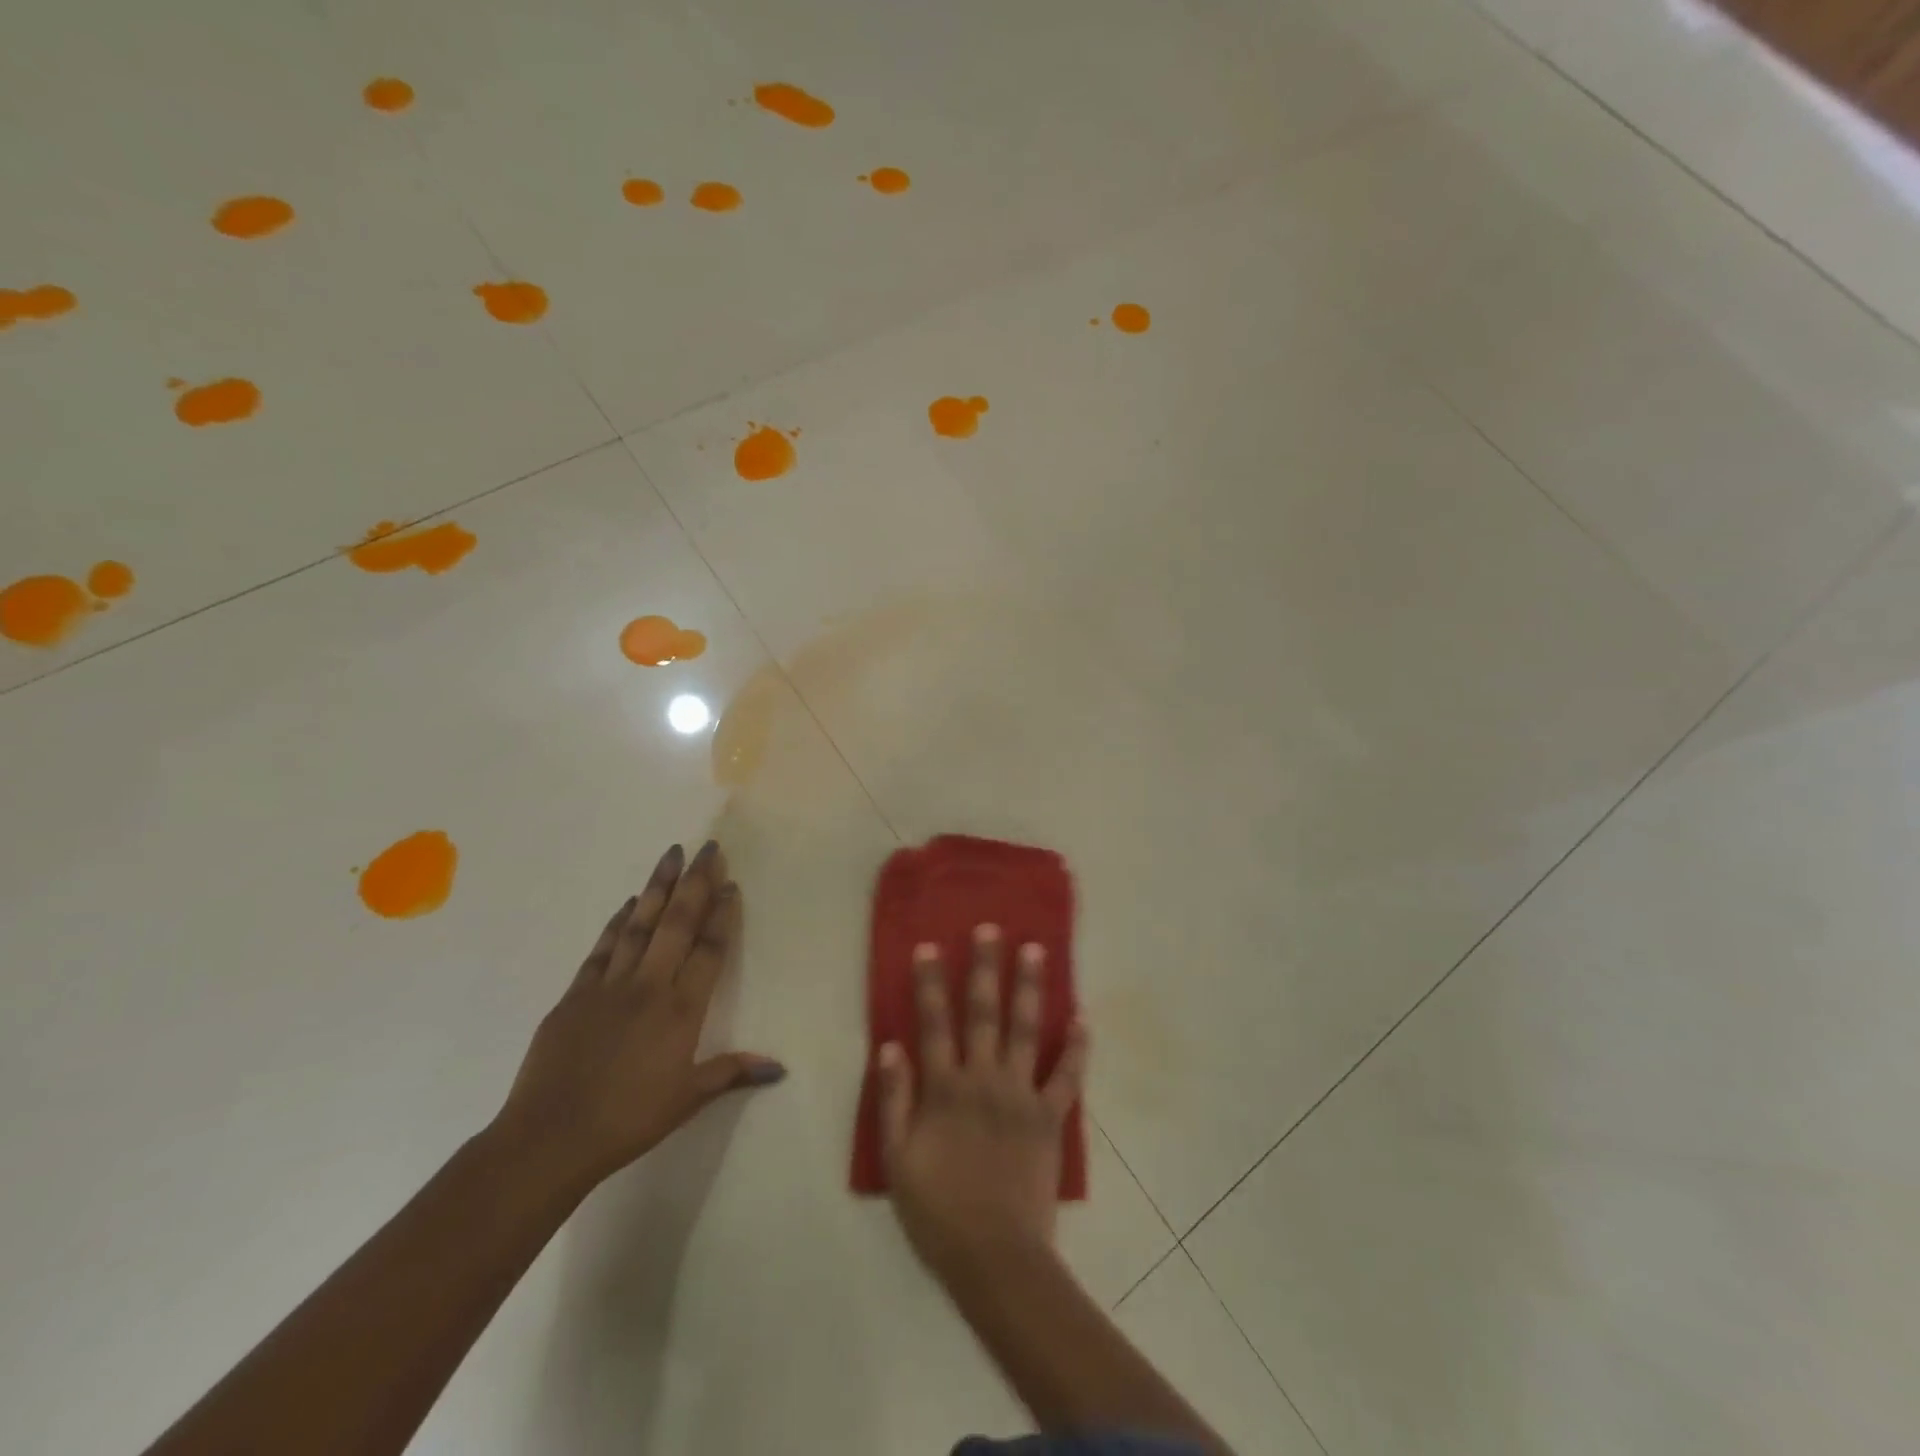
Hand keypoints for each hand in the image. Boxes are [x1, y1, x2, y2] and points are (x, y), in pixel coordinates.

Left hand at [490, 841, 784, 1192]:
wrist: (549, 1137)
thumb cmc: (628, 1120)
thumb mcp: (687, 1099)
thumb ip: (732, 1072)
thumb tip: (780, 1068)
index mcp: (681, 1010)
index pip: (709, 949)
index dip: (722, 914)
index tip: (730, 883)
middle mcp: (648, 986)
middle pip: (676, 923)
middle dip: (695, 882)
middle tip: (708, 847)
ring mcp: (609, 986)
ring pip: (639, 924)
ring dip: (657, 887)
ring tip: (671, 854)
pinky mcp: (575, 994)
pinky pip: (603, 948)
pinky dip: (619, 922)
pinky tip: (630, 904)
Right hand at [877, 924, 1087, 1283]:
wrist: (995, 1258)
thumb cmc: (938, 1211)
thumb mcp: (897, 1160)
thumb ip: (893, 1100)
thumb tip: (890, 1046)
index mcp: (945, 1089)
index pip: (934, 1024)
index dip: (930, 984)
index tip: (930, 947)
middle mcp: (984, 1080)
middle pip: (983, 1013)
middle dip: (985, 968)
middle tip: (991, 930)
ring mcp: (1021, 1095)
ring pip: (1026, 1030)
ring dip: (1030, 988)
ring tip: (1036, 951)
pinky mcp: (1051, 1117)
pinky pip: (1068, 1076)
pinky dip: (1077, 1047)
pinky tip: (1083, 1017)